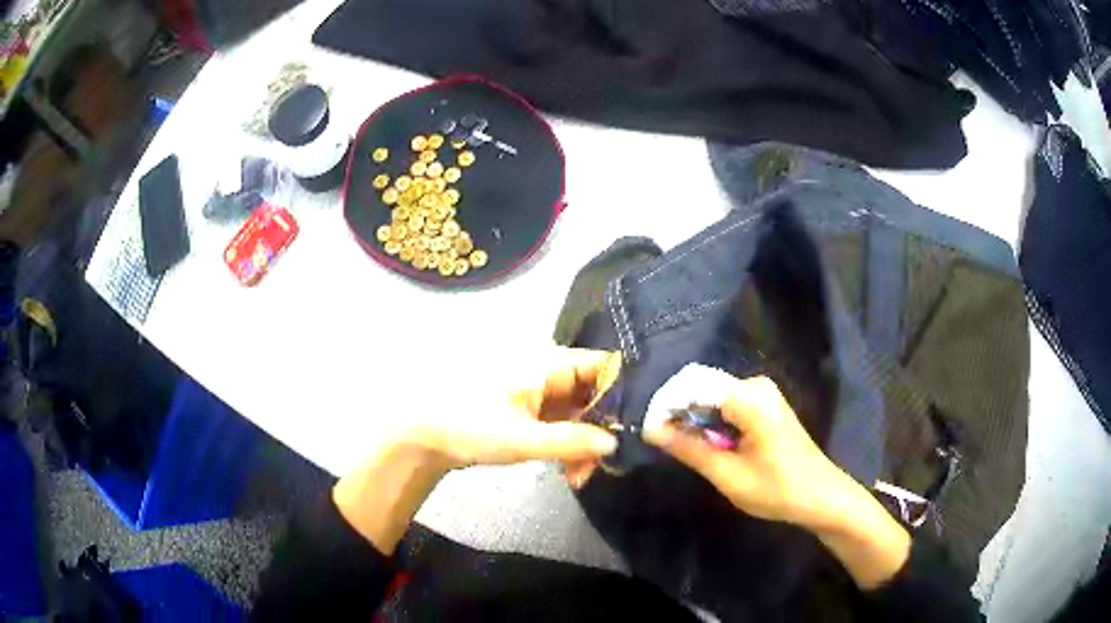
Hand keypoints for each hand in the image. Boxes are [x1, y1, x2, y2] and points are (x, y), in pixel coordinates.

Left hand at [334, 347, 620, 554]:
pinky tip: (569, 470)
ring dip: (585, 443)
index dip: (623, 391)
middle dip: (602, 429)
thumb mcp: (524, 439)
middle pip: (594, 393)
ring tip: (580, 476)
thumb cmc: (470, 428)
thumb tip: (615, 445)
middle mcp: (547, 371)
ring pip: (579, 412)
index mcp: (547, 363)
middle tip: (603, 465)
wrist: (423, 436)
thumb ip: (573, 442)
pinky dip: (568, 444)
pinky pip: (562, 422)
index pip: (602, 365)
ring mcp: (538, 392)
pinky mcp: (529, 411)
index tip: (633, 427)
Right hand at [642, 365, 846, 525]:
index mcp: (749, 398)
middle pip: (701, 385)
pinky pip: (725, 403)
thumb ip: (689, 448)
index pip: (693, 384)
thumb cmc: (777, 489)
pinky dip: (708, 420)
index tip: (645, 430)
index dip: (665, 404)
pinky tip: (701, 442)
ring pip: (711, 395)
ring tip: (673, 443)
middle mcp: (755, 385)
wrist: (820, 495)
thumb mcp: (728, 474)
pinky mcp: (763, 405)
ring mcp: (761, 393)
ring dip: (691, 416)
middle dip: (675, 409)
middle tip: (656, 439)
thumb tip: (651, 430)